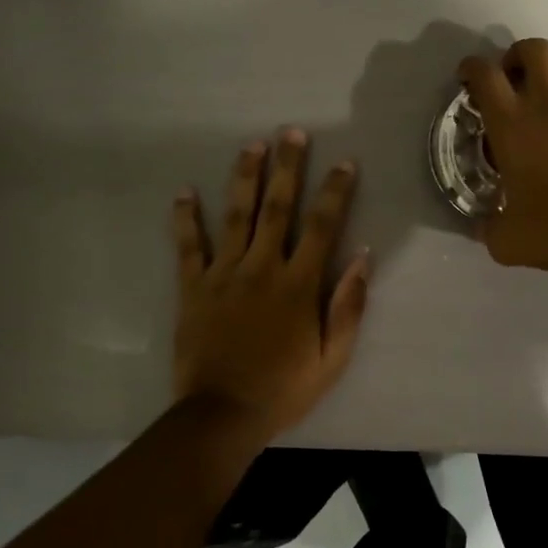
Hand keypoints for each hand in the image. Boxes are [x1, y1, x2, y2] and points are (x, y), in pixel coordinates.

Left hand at [171, 129, 372, 443]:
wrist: (222, 415)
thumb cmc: (284, 388)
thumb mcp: (333, 357)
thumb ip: (349, 305)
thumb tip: (363, 257)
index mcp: (298, 284)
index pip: (322, 226)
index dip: (334, 191)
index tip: (344, 162)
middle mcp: (262, 267)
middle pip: (278, 207)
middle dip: (288, 167)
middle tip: (291, 132)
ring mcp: (224, 274)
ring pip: (236, 215)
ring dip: (245, 177)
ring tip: (252, 145)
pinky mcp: (193, 288)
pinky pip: (188, 247)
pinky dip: (185, 218)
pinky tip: (184, 191)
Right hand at [458, 40, 547, 273]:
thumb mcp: (508, 240)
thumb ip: (488, 228)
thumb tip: (482, 227)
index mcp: (512, 125)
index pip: (486, 75)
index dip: (471, 68)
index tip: (466, 78)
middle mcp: (547, 106)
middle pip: (533, 49)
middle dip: (515, 56)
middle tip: (508, 81)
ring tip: (542, 99)